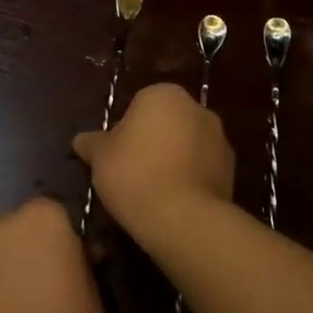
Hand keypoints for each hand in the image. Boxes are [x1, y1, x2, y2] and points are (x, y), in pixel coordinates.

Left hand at [0, 197, 102, 312]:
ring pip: (0, 247)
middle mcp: (6, 222)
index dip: (65, 234)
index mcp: (45, 216)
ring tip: (24, 301)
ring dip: (10, 262)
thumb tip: (79, 254)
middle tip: (49, 279)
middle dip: (34, 244)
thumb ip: (82, 259)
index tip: (73, 260)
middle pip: (23, 224)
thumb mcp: (94, 288)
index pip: (56, 209)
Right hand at [72, 83, 234, 244]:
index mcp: (163, 94)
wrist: (183, 218)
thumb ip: (92, 144)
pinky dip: (191, 178)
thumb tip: (80, 140)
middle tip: (133, 173)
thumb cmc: (134, 175)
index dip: (126, 131)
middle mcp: (196, 107)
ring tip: (155, 191)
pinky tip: (176, 202)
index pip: (139, 105)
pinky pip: (203, 168)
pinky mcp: (232, 168)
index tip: (117, 157)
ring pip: (187, 144)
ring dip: (175, 159)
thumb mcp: (100, 158)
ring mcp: (219, 137)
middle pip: (167, 121)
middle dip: (153, 141)